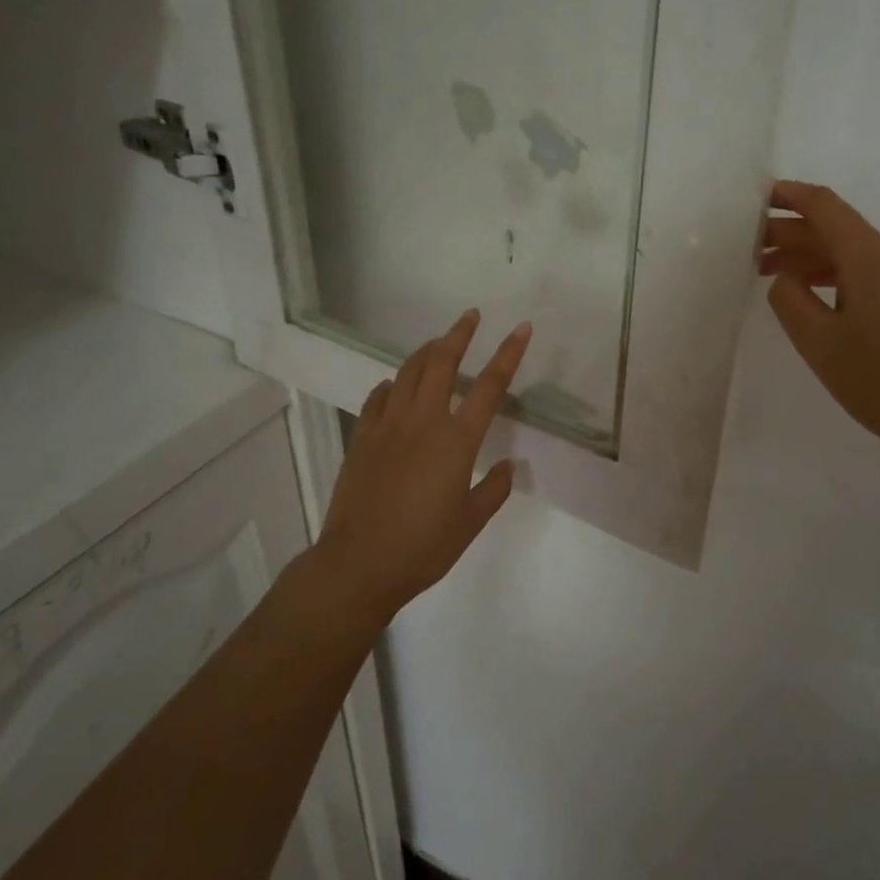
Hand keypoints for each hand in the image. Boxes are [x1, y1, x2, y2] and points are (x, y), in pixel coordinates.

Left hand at [318, 311, 531, 618]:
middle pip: (442, 363)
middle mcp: (423, 422)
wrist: (358, 563)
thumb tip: (507, 465)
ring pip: (407, 373)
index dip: (508, 353)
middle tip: (470, 316)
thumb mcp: (471, 521)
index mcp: (456, 440)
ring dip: (425, 351)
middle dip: (459, 334)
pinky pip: (378, 399)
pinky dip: (391, 385)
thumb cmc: (423, 546)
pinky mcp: (362, 438)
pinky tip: (394, 386)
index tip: (520, 328)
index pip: (490, 385)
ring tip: (438, 342)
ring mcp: (388, 426)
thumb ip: (494, 488)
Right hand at [760, 180, 879, 472]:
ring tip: (771, 275)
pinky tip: (813, 295)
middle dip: (791, 234)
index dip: (788, 196)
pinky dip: (835, 274)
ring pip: (851, 252)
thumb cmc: (879, 379)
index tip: (756, 198)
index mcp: (869, 254)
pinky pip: (869, 270)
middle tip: (750, 249)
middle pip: (836, 228)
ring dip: (810, 258)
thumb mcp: (818, 341)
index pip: (824, 206)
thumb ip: (789, 299)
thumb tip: (785, 277)